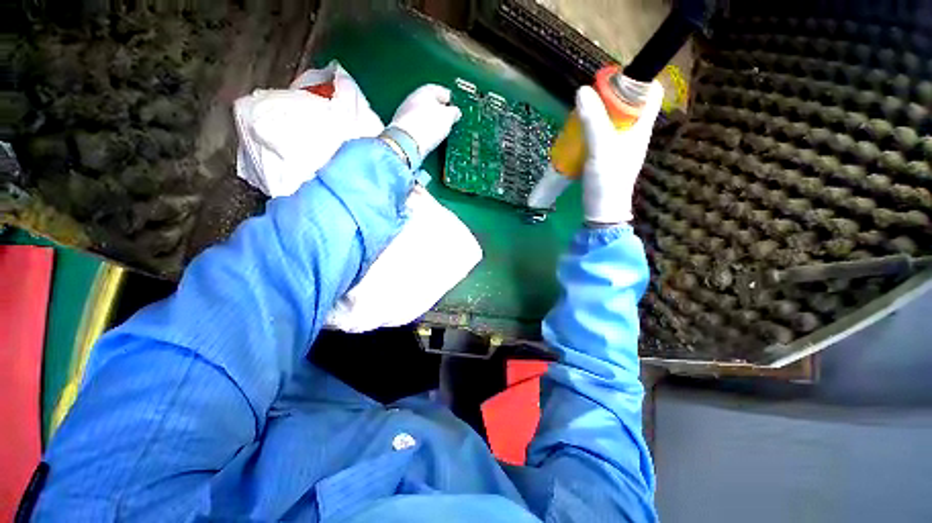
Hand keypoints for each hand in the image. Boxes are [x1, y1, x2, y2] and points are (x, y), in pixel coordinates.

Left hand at [389, 84, 461, 159]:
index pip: (441, 91)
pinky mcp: (401, 127)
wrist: (406, 143)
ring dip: (430, 120)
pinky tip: (427, 137)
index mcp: (425, 90)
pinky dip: (422, 129)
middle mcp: (413, 98)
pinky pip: (416, 125)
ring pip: (421, 113)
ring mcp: (404, 112)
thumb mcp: (448, 118)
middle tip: (447, 119)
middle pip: (429, 102)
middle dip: (438, 110)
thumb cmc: (428, 126)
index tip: (455, 107)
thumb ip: (453, 112)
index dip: (449, 100)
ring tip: (438, 130)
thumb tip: (455, 112)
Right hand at [577, 81, 663, 224]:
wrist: (602, 211)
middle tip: (589, 98)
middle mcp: (634, 132)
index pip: (650, 92)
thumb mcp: (601, 149)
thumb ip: (594, 121)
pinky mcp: (608, 155)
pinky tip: (579, 131)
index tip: (613, 79)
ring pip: (614, 118)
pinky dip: (592, 127)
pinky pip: (602, 132)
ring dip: (599, 112)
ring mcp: (621, 144)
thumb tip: (583, 90)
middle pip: (629, 102)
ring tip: (581, 113)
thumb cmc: (608, 180)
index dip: (637, 79)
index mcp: (642, 126)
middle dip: (610, 95)